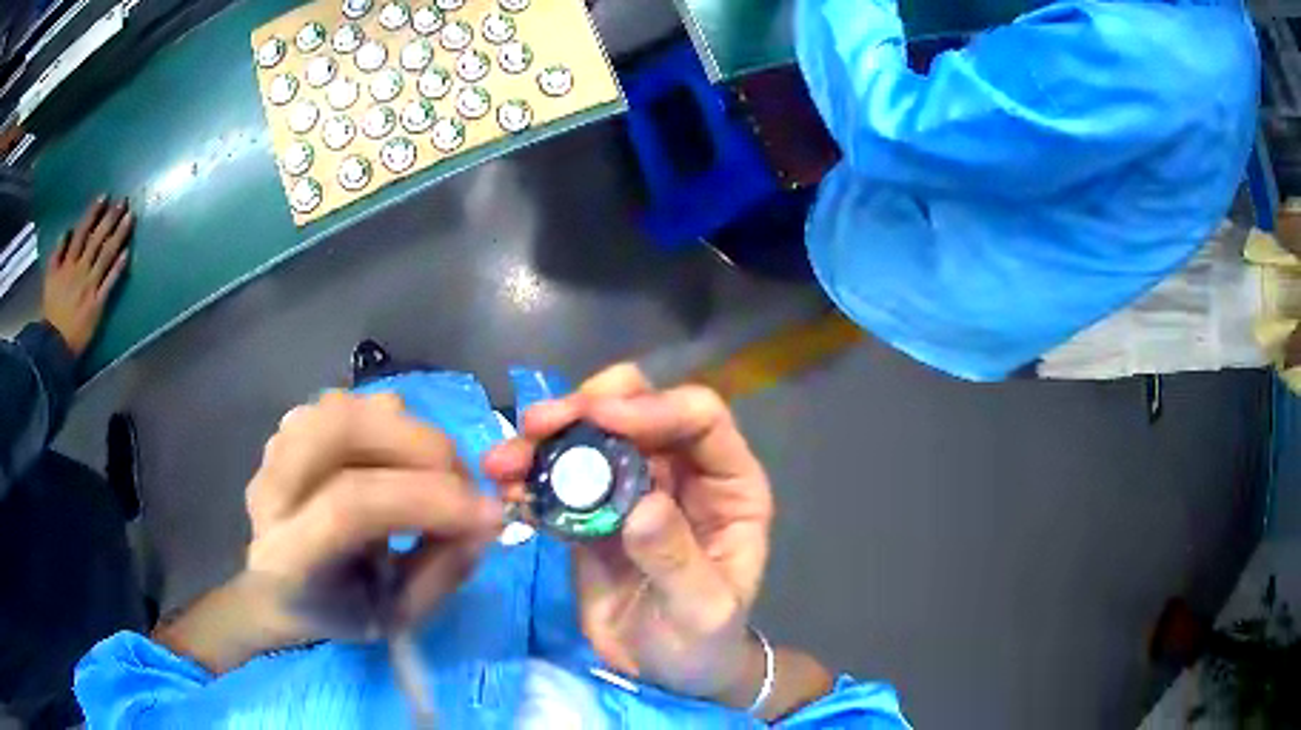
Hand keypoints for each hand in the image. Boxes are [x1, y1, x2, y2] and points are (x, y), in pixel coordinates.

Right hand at [42, 197, 132, 355]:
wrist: (54, 346)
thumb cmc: (51, 311)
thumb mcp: (49, 279)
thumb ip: (56, 254)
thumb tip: (66, 231)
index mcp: (67, 264)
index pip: (81, 232)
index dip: (93, 213)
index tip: (105, 196)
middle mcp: (79, 271)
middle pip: (96, 240)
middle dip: (110, 218)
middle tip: (124, 201)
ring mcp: (89, 287)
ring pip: (105, 256)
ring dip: (118, 236)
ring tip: (130, 218)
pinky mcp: (97, 304)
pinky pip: (109, 283)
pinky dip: (118, 268)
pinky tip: (127, 253)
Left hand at [244, 391, 502, 643]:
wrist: (282, 590)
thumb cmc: (341, 611)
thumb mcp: (399, 617)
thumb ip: (443, 571)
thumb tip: (486, 519)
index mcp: (288, 556)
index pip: (348, 507)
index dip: (424, 501)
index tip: (487, 515)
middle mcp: (270, 491)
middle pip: (340, 429)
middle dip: (420, 446)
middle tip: (465, 482)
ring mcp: (274, 450)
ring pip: (345, 406)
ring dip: (407, 430)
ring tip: (438, 470)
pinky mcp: (288, 429)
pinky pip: (346, 402)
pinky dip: (389, 422)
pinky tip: (401, 459)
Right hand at [483, 364, 774, 705]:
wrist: (663, 675)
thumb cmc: (703, 644)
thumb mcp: (702, 612)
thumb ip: (678, 561)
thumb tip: (644, 503)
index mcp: (729, 485)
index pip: (700, 417)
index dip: (652, 407)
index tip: (598, 418)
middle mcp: (682, 473)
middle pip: (638, 409)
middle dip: (586, 407)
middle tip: (537, 425)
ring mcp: (634, 490)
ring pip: (592, 438)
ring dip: (545, 440)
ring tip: (503, 460)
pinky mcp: (593, 514)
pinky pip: (562, 481)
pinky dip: (532, 477)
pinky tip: (505, 489)